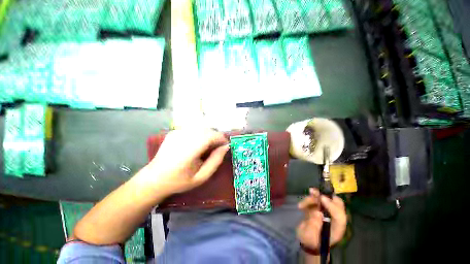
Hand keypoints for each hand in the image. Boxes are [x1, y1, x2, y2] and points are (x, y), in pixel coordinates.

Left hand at [142, 129, 228, 194]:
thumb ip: (215, 161)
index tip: (225, 146)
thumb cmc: (179, 181)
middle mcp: (183, 137)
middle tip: (217, 148)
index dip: (221, 138)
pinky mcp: (174, 131)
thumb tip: (225, 147)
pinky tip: (196, 144)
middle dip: (216, 137)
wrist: (154, 179)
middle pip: (207, 129)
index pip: (211, 136)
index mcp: (189, 150)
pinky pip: (193, 129)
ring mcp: (177, 132)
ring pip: (201, 127)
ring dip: (208, 135)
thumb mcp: (202, 177)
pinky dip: (200, 134)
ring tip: (207, 147)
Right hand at [297, 188, 346, 250]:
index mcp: (337, 228)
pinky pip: (315, 199)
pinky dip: (308, 200)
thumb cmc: (310, 241)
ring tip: (301, 205)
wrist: (307, 241)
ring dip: (312, 198)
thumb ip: (314, 225)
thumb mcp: (310, 236)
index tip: (321, 198)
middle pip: (336, 203)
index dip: (332, 206)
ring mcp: (327, 212)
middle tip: (313, 192)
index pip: (340, 216)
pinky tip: (300, 206)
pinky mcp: (319, 208)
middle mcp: (334, 218)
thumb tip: (317, 212)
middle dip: (325, 195)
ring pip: (324, 199)